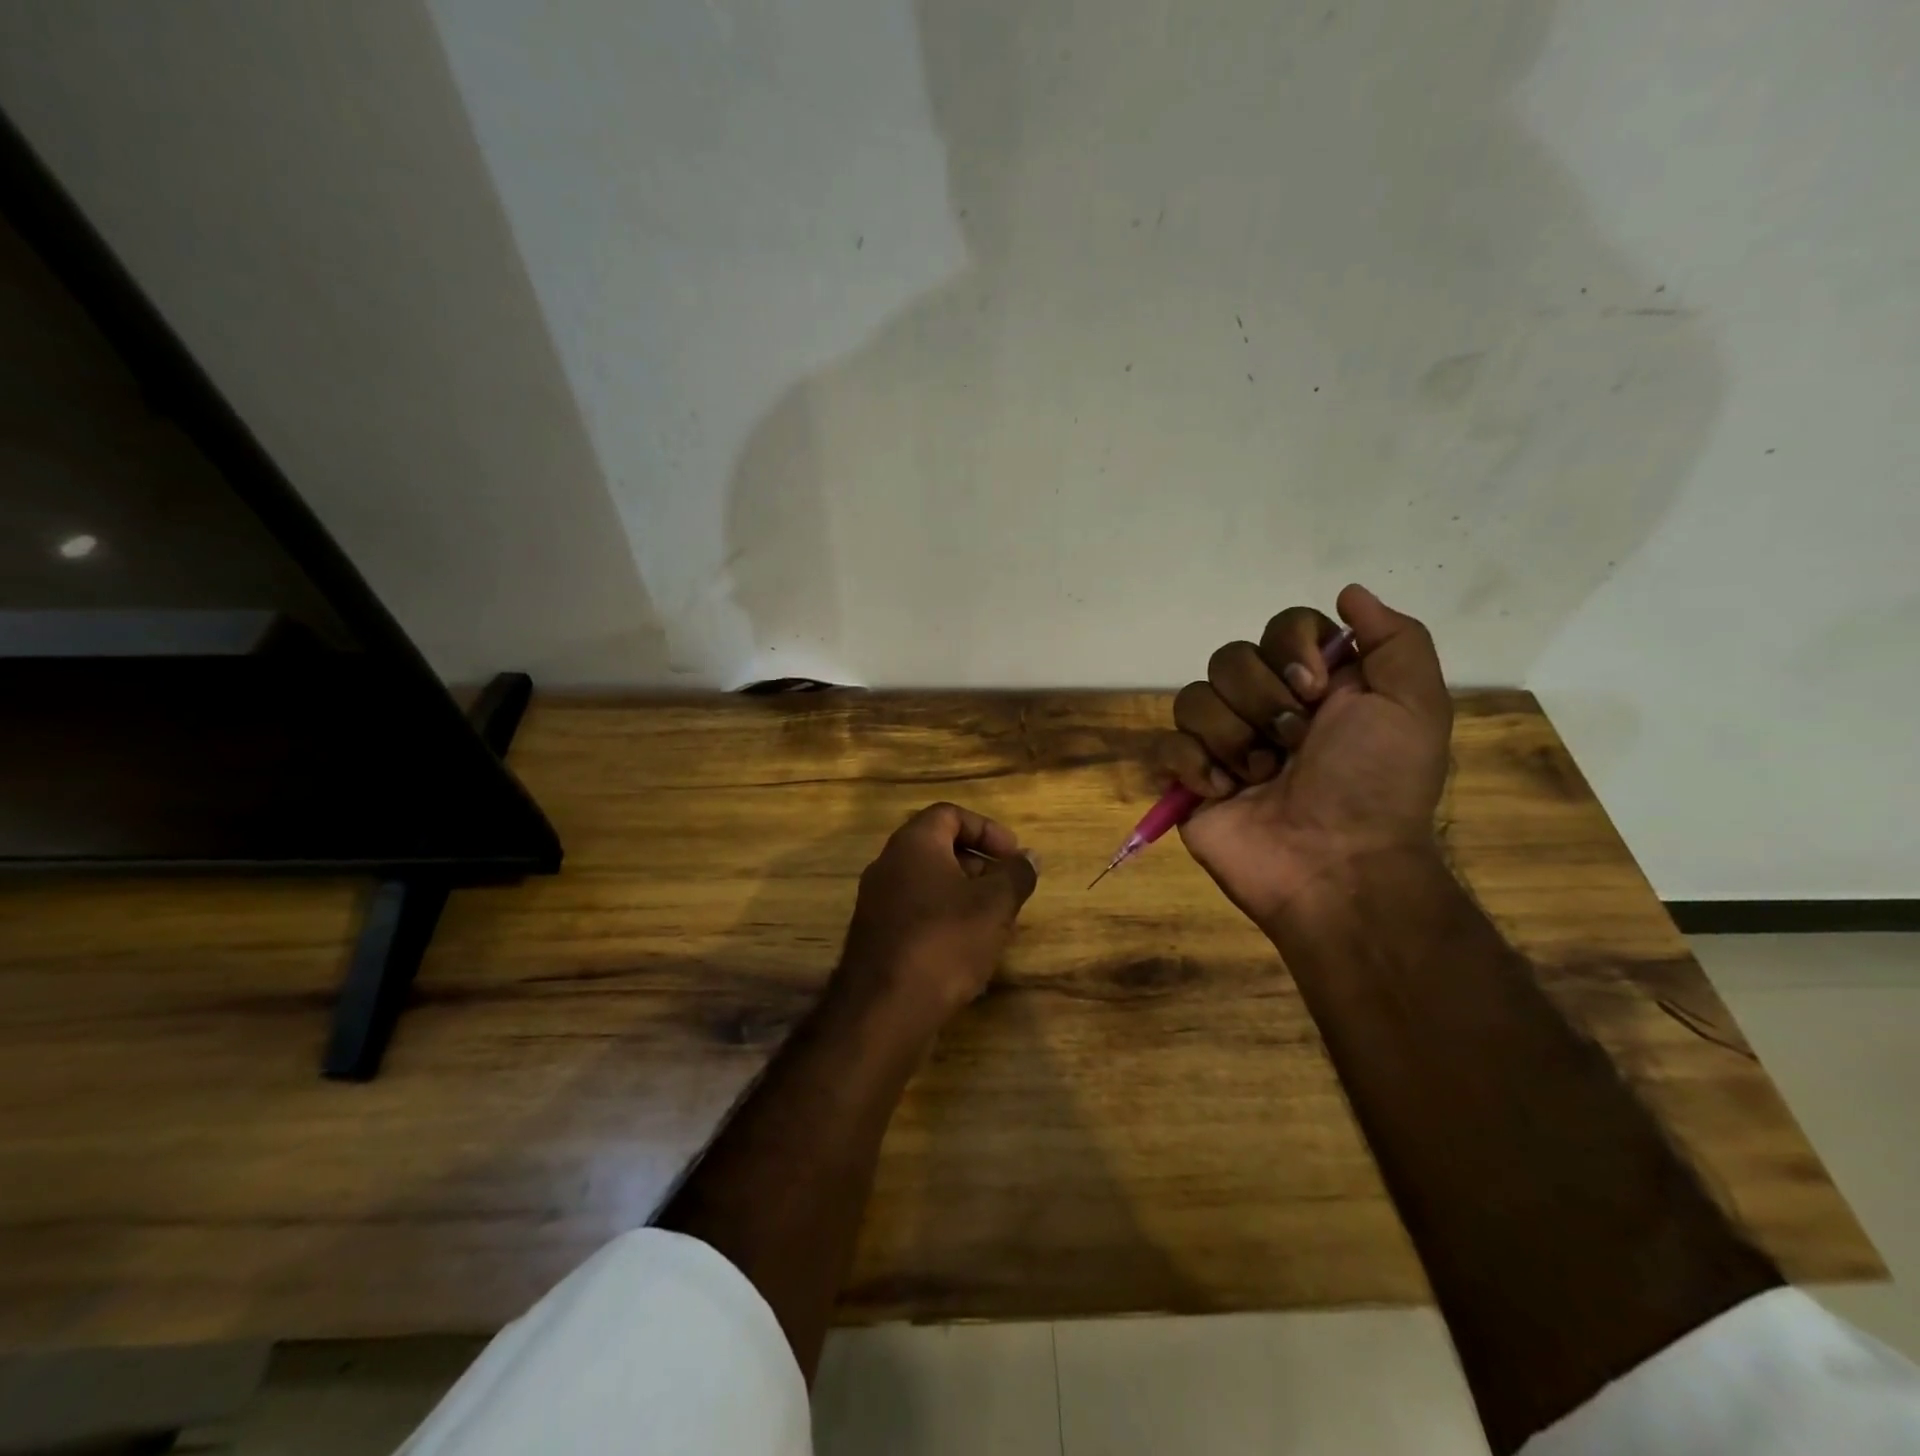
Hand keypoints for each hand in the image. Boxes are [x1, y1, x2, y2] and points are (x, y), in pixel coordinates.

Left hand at [832, 802, 1040, 1041]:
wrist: (885, 1009)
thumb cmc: (945, 941)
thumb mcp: (995, 905)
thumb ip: (1016, 875)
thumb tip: (1029, 857)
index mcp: (913, 844)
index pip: (950, 814)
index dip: (987, 829)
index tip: (1013, 856)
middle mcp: (888, 865)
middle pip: (938, 848)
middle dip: (979, 866)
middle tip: (1007, 890)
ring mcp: (877, 903)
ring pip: (928, 885)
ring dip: (964, 897)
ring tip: (995, 925)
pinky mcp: (876, 937)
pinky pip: (916, 915)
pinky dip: (944, 921)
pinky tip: (968, 953)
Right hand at [1155, 584, 1450, 930]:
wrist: (1336, 865)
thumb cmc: (1377, 784)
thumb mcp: (1414, 705)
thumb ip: (1395, 638)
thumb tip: (1348, 592)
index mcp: (1316, 685)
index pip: (1281, 627)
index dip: (1291, 649)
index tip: (1315, 688)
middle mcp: (1266, 706)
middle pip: (1229, 658)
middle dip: (1262, 701)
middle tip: (1293, 744)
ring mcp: (1224, 743)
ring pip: (1193, 698)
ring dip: (1233, 738)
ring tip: (1261, 777)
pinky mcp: (1190, 779)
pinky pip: (1167, 744)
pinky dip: (1194, 765)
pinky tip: (1224, 793)